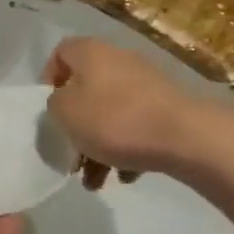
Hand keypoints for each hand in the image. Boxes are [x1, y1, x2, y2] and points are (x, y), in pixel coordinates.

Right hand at [43, 38, 209, 188]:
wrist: (185, 136)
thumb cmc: (115, 119)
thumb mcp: (65, 113)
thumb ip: (53, 105)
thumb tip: (64, 104)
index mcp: (90, 52)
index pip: (60, 53)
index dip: (48, 81)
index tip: (48, 111)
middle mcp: (118, 59)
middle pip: (85, 90)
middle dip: (75, 126)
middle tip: (70, 154)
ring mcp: (145, 83)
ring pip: (110, 113)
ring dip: (98, 146)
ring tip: (95, 181)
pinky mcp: (166, 107)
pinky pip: (136, 125)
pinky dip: (126, 148)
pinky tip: (126, 176)